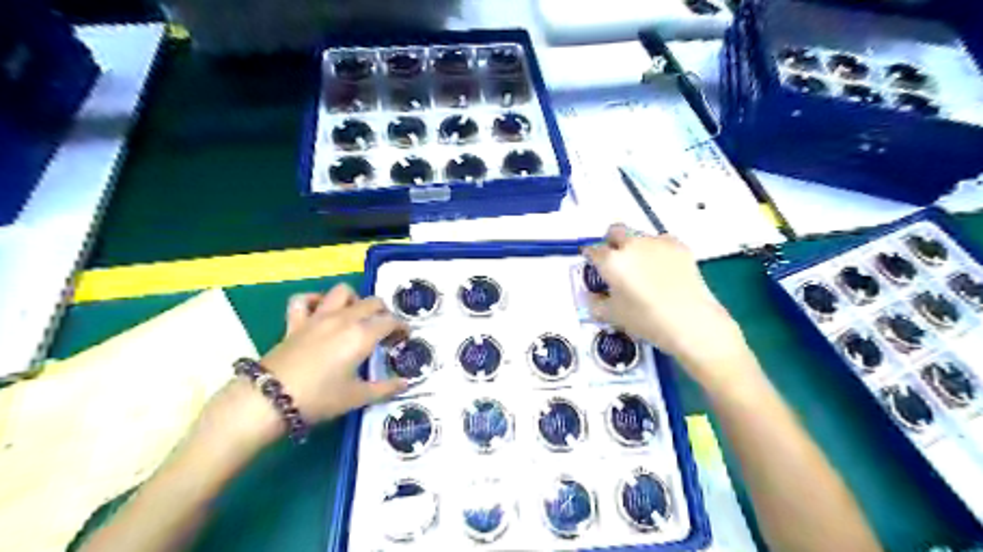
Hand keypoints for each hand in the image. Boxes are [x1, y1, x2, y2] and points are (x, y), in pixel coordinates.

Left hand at [256, 284, 407, 422]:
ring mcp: (318, 317)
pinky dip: (315, 300)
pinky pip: (305, 300)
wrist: (269, 400)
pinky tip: (321, 310)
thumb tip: (406, 384)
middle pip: (372, 302)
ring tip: (356, 316)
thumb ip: (385, 388)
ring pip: (342, 292)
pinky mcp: (296, 322)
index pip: (390, 321)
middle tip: (385, 331)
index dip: (402, 327)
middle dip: (384, 313)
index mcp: (362, 335)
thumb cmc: (319, 398)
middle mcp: (344, 319)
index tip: (404, 338)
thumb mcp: (357, 397)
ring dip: (354, 300)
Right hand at [583, 226, 754, 389]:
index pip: (593, 250)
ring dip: (635, 246)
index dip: (590, 257)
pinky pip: (661, 242)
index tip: (593, 264)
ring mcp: (657, 242)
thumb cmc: (646, 320)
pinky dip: (657, 251)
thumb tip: (592, 297)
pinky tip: (663, 269)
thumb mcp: (613, 316)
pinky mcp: (679, 246)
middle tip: (615, 260)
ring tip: (643, 268)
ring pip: (639, 236)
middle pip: (615, 231)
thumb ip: (596, 304)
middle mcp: (631, 244)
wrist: (690, 321)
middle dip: (611, 242)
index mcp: (611, 261)